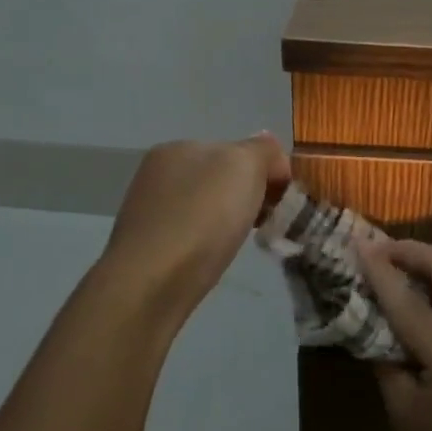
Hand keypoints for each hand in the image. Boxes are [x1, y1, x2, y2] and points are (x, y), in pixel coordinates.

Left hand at [102, 134, 290, 325]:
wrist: (151, 283)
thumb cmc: (202, 217)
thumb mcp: (244, 166)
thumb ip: (262, 150)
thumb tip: (270, 152)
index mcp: (179, 147)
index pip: (237, 149)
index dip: (267, 171)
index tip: (283, 201)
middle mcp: (159, 173)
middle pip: (221, 178)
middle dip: (248, 196)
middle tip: (267, 223)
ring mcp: (150, 210)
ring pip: (207, 208)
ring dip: (229, 220)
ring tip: (241, 243)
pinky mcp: (148, 247)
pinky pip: (191, 235)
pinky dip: (208, 243)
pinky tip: (213, 257)